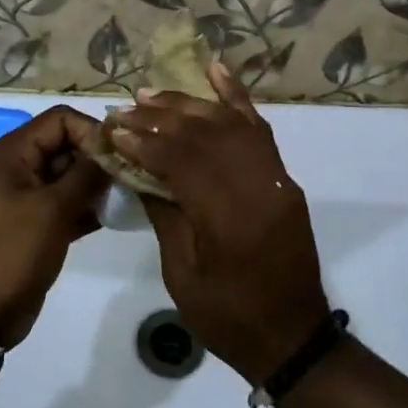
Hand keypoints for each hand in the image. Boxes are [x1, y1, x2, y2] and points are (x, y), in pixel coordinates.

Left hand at [0, 106, 108, 347]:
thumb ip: (86, 175)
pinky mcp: (32, 226)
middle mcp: (17, 168)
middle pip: (65, 145)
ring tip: (124, 199)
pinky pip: (63, 205)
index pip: (60, 120)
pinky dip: (85, 208)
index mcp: (12, 153)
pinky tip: (111, 218)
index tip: (119, 157)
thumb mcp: (52, 209)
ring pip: (67, 177)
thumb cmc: (9, 252)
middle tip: (128, 180)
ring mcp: (24, 199)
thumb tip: (112, 149)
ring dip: (95, 185)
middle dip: (97, 159)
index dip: (91, 132)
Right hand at [105, 66, 329, 383]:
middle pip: (205, 135)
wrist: (294, 336)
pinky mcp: (284, 178)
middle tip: (126, 109)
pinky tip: (216, 70)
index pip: (182, 161)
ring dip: (190, 104)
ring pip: (230, 123)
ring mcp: (276, 179)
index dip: (144, 142)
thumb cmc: (229, 318)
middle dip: (160, 118)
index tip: (114, 130)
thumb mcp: (183, 275)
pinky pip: (260, 128)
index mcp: (229, 220)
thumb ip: (164, 214)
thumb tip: (138, 169)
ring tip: (153, 94)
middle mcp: (257, 188)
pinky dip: (237, 97)